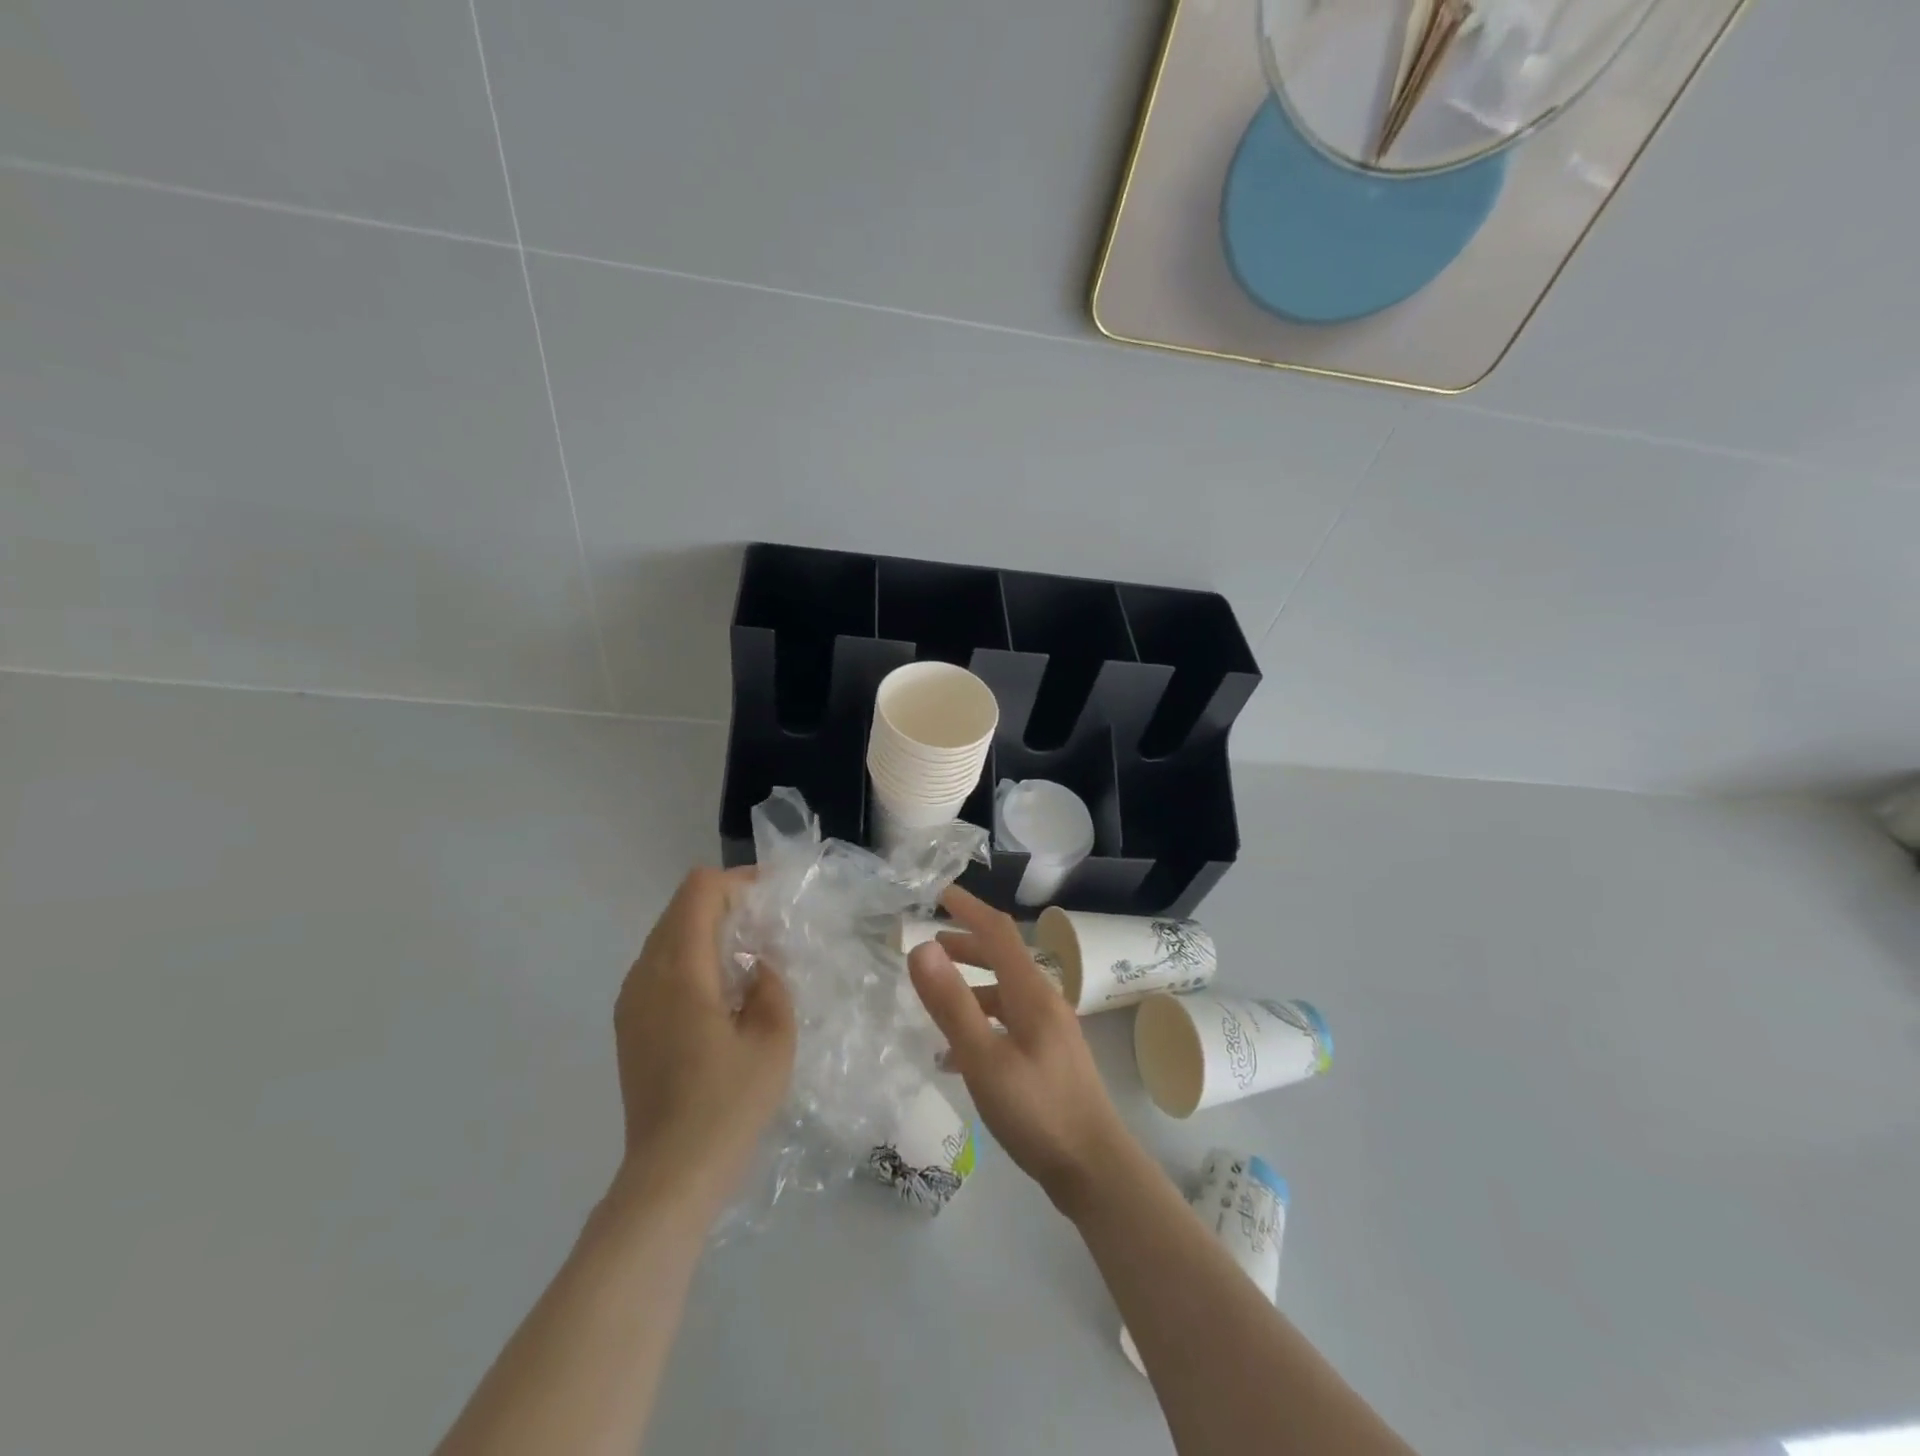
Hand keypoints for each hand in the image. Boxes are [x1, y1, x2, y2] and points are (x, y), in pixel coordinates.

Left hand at [612, 867, 794, 1213]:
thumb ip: (771, 983)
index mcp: (679, 971)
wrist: (671, 1174)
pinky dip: (690, 957)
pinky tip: (720, 990)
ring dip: (706, 929)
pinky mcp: (629, 1024)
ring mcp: (630, 1001)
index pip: (698, 891)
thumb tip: (759, 964)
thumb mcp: (774, 1037)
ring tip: (747, 955)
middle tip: (766, 924)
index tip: (772, 897)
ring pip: (666, 935)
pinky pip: (658, 966)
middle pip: (680, 908)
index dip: (737, 881)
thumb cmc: (729, 1103)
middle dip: (724, 902)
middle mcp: (645, 975)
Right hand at [908, 886, 1138, 1220]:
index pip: (998, 932)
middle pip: (1003, 958)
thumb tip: (921, 947)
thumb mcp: (984, 1059)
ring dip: (971, 985)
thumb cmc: (1037, 1111)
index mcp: (1031, 993)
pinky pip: (1009, 1023)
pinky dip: (981, 1021)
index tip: (939, 892)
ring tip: (936, 995)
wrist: (1095, 1169)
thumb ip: (951, 1004)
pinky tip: (955, 1054)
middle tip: (929, 945)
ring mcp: (1050, 1030)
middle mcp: (1044, 1002)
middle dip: (966, 945)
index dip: (969, 908)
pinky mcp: (1049, 1057)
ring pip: (1004, 992)